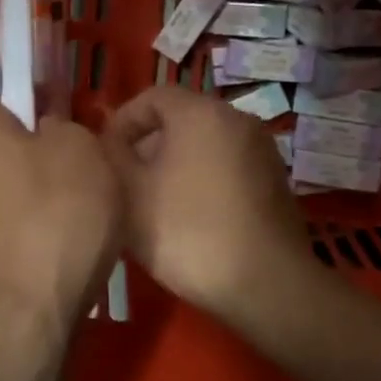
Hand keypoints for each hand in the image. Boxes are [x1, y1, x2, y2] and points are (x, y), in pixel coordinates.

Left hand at [0, 71, 123, 330]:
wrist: (17, 321)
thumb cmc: (53, 219)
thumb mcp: (82, 151)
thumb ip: (62, 122)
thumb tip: (45, 127)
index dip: (3, 66)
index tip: (38, 78)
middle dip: (9, 123)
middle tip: (55, 133)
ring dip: (5, 170)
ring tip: (52, 186)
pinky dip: (1, 211)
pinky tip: (37, 231)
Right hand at [103, 85, 308, 328]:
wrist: (265, 284)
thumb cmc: (187, 230)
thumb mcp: (129, 193)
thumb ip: (111, 156)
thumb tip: (108, 141)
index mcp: (200, 112)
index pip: (152, 96)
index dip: (122, 121)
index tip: (105, 155)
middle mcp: (237, 119)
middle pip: (180, 118)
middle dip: (147, 144)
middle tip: (126, 181)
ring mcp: (262, 150)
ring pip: (205, 143)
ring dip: (175, 163)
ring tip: (154, 203)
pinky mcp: (275, 181)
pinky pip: (228, 166)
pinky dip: (204, 179)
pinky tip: (191, 217)